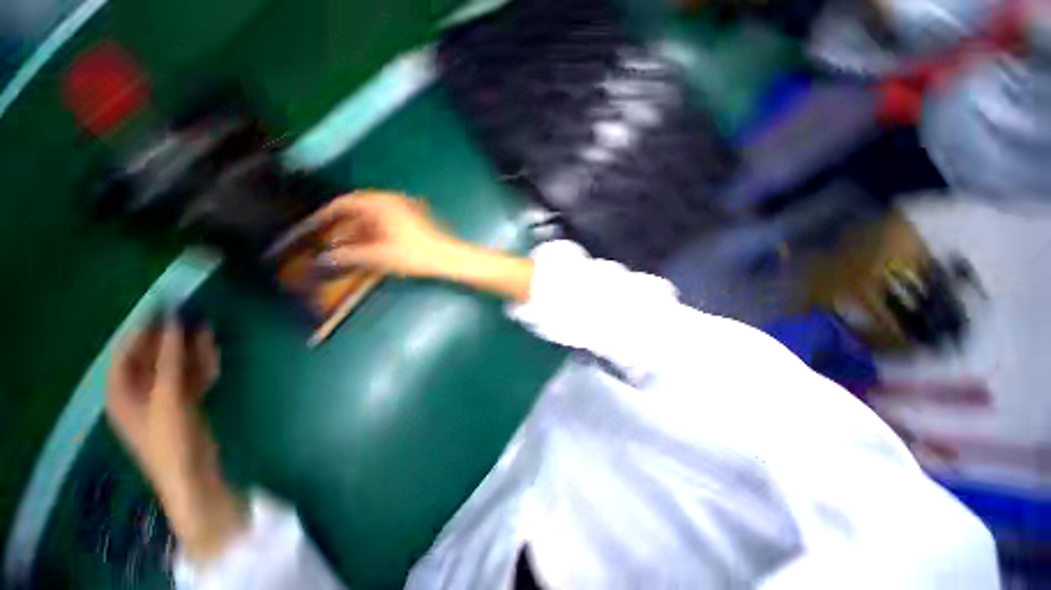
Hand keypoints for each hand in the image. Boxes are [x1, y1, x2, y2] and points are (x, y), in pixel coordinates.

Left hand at [107, 318, 245, 562]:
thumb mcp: (168, 396)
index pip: (126, 352)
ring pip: (175, 367)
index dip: (142, 330)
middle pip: (152, 358)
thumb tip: (174, 322)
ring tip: (208, 330)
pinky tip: (214, 355)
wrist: (193, 475)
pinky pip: (190, 378)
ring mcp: (162, 400)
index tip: (164, 309)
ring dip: (190, 350)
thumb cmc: (169, 438)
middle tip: (191, 316)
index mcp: (121, 392)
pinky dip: (201, 366)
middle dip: (170, 339)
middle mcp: (138, 393)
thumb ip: (171, 359)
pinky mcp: (184, 405)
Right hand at [302, 191, 466, 278]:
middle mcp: (391, 200)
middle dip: (343, 228)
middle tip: (331, 244)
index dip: (326, 216)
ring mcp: (405, 209)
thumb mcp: (379, 256)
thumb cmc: (414, 255)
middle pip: (359, 211)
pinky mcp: (414, 219)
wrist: (449, 258)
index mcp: (380, 203)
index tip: (312, 228)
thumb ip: (349, 256)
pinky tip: (370, 250)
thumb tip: (323, 259)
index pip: (344, 203)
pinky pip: (387, 223)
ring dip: (359, 233)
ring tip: (348, 251)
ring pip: (374, 219)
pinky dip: (375, 235)